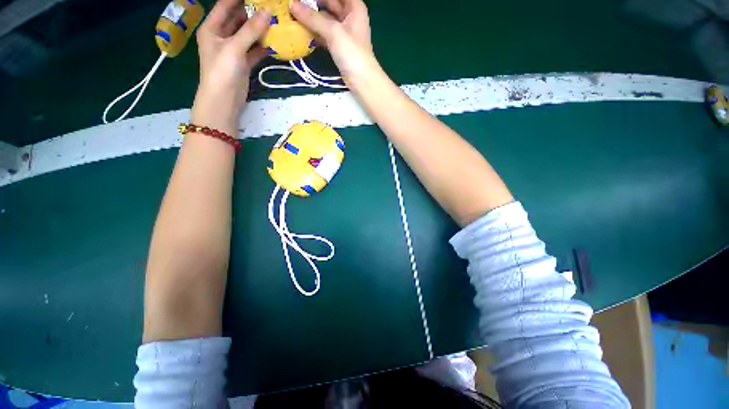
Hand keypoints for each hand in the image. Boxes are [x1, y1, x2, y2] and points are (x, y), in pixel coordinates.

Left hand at [192, 0, 270, 131]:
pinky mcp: (243, 63)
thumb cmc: (222, 71)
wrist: (224, 100)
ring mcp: (233, 50)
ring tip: (275, 22)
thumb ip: (251, 30)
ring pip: (247, 35)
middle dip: (252, 13)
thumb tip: (268, 11)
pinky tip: (275, 43)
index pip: (225, 5)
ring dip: (259, 30)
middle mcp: (221, 36)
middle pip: (237, 19)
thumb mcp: (234, 47)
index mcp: (212, 28)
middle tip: (270, 8)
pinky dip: (263, 47)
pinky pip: (254, 50)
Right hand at [290, 0, 376, 83]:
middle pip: (330, 3)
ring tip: (295, 14)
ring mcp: (344, 33)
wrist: (362, 81)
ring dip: (312, 18)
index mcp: (354, 8)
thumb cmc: (352, 53)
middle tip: (296, 3)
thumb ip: (312, 18)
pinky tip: (302, 31)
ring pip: (326, 19)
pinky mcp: (339, 47)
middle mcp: (349, 17)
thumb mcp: (333, 32)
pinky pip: (324, 34)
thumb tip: (291, 5)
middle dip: (314, 3)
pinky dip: (315, 32)